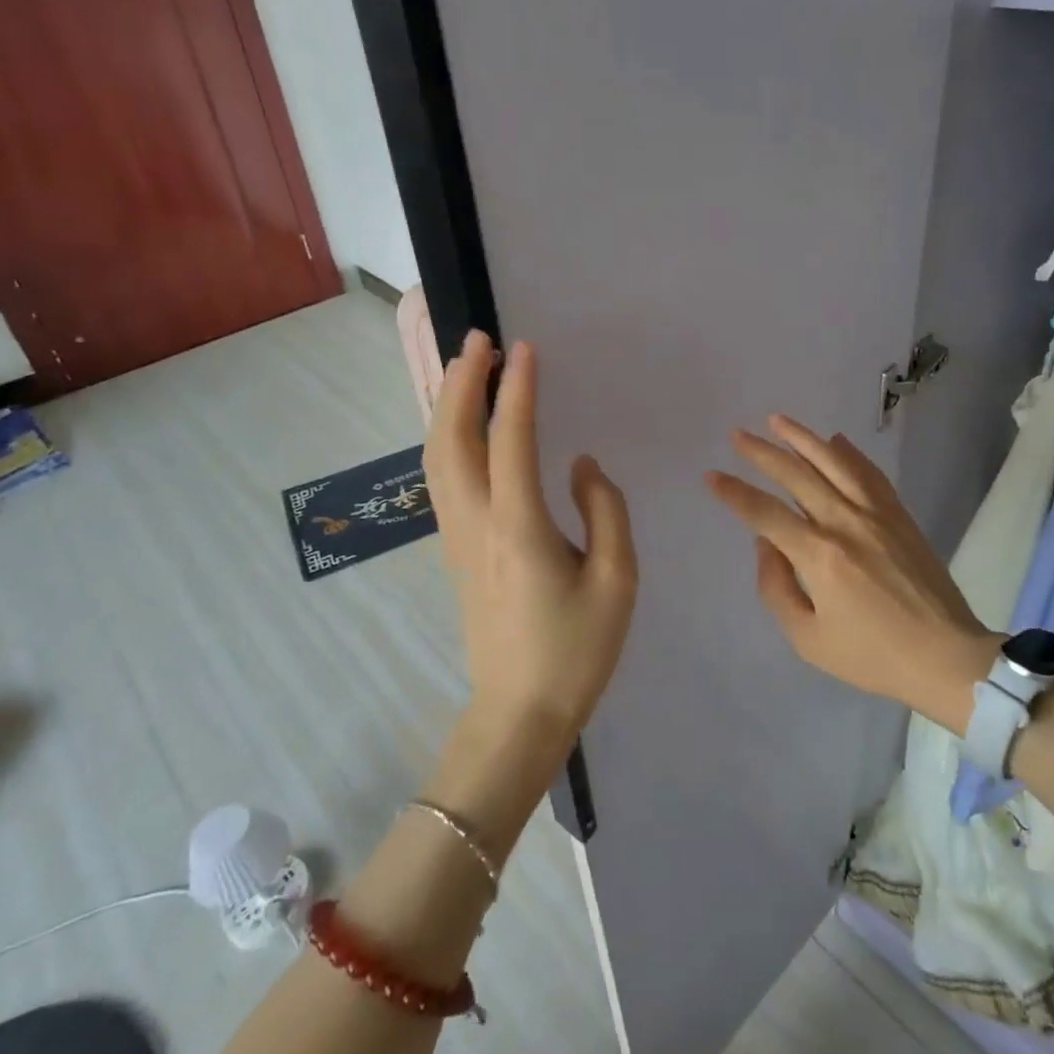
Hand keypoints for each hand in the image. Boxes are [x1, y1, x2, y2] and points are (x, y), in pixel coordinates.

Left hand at [424, 332, 638, 753]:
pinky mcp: (455, 550)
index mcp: (519, 527)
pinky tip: (460, 425)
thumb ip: (604, 510)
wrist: (519, 714)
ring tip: (464, 368)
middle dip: (461, 383)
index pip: (511, 440)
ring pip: (437, 457)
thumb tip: (580, 465)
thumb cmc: (577, 650)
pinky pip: (441, 478)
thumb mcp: (617, 580)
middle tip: (479, 340)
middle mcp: (477, 523)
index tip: (525, 347)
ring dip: (447, 406)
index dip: (517, 389)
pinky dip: (445, 437)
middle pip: (452, 438)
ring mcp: (457, 537)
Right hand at [707, 416, 999, 734]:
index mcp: (819, 556)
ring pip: (834, 463)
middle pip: (796, 476)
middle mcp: (845, 523)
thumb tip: (766, 544)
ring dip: (803, 438)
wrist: (945, 657)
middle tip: (737, 435)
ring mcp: (876, 514)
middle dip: (762, 453)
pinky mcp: (899, 515)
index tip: (711, 475)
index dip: (735, 493)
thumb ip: (777, 588)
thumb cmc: (872, 656)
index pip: (766, 513)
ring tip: (777, 420)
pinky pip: (870, 474)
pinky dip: (850, 453)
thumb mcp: (808, 639)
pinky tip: (836, 440)